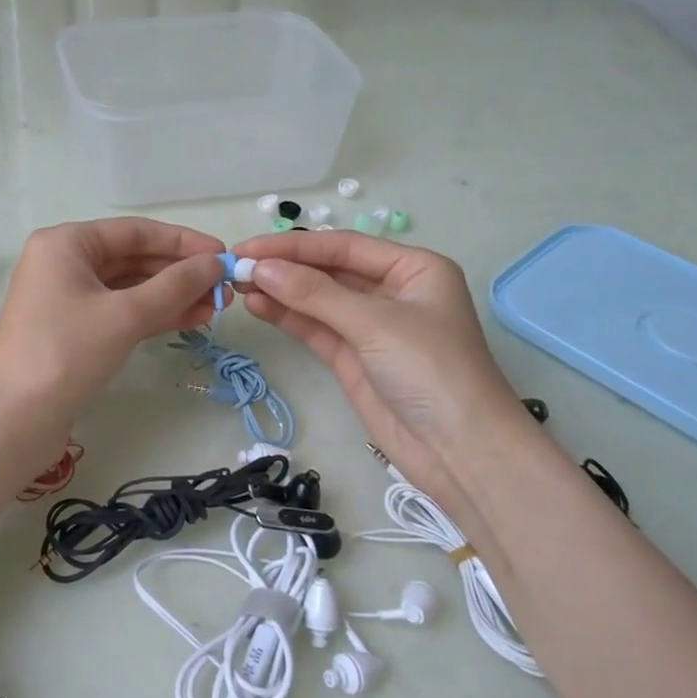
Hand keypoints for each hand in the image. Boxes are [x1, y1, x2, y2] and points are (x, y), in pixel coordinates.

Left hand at [0, 219, 225, 414]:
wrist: (13, 418)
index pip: (135, 232)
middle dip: (179, 273)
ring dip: (171, 297)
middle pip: (133, 259)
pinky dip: (153, 316)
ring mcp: (67, 299)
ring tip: (216, 307)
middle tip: (224, 289)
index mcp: (66, 243)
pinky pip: (120, 313)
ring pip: (129, 289)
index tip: (223, 255)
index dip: (183, 242)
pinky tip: (190, 320)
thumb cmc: (66, 352)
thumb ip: (175, 286)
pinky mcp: (73, 331)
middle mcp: (64, 263)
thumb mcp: (125, 315)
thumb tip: (215, 265)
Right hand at [232, 231, 521, 479]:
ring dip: (281, 292)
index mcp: (413, 268)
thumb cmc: (432, 371)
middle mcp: (392, 291)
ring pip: (318, 300)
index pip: (344, 246)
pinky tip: (258, 307)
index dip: (295, 246)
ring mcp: (371, 327)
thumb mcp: (375, 323)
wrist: (460, 451)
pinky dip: (288, 317)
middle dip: (285, 268)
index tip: (248, 249)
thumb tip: (260, 269)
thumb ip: (315, 294)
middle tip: (236, 267)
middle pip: (329, 270)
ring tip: (237, 286)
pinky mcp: (354, 358)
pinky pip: (316, 328)